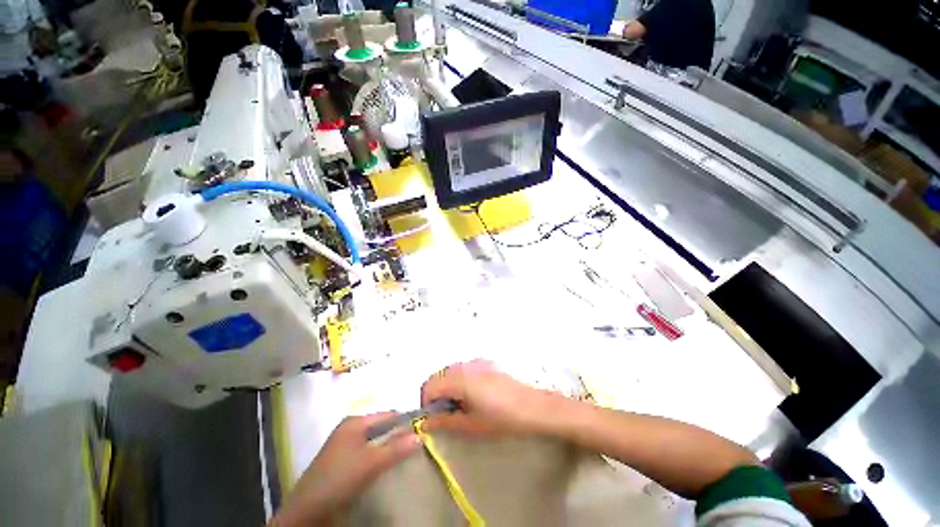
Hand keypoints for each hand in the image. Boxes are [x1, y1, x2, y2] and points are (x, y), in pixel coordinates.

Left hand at [270, 413, 421, 526]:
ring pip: (375, 441)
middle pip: (382, 427)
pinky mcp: (342, 460)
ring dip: (389, 447)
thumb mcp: (371, 463)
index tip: (422, 430)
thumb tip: (420, 436)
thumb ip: (396, 448)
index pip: (388, 415)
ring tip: (405, 455)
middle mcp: (350, 428)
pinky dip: (378, 456)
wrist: (306, 511)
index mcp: (356, 421)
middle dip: (398, 435)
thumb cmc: (340, 478)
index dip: (405, 421)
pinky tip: (386, 465)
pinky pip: (367, 452)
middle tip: (416, 445)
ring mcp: (345, 444)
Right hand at [420, 359, 562, 436]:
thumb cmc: (501, 418)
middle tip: (445, 413)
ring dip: (447, 385)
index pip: (430, 384)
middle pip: (439, 374)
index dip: (426, 401)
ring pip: (451, 370)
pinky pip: (464, 368)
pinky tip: (472, 394)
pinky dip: (459, 379)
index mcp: (459, 379)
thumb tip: (424, 422)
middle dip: (436, 393)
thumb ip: (444, 422)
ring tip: (459, 405)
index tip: (433, 417)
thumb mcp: (471, 424)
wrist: (532, 406)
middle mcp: (465, 365)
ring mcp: (476, 361)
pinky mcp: (485, 362)